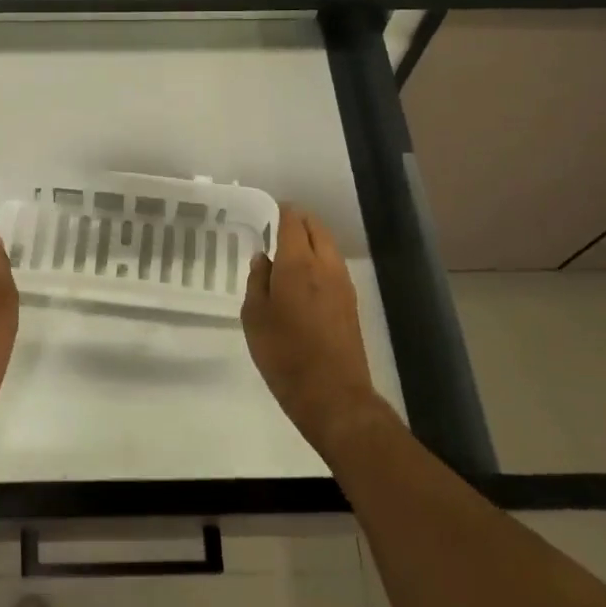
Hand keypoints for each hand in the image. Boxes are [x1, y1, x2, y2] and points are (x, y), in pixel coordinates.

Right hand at [241, 207, 382, 453]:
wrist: (333, 396)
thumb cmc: (284, 354)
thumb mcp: (254, 317)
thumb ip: (257, 281)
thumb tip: (263, 258)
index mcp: (298, 263)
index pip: (293, 221)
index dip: (280, 211)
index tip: (267, 211)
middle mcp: (325, 265)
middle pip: (316, 228)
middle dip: (298, 221)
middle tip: (277, 226)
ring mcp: (342, 284)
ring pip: (328, 246)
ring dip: (311, 240)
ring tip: (288, 250)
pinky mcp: (351, 303)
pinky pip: (334, 266)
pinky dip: (319, 259)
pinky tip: (303, 277)